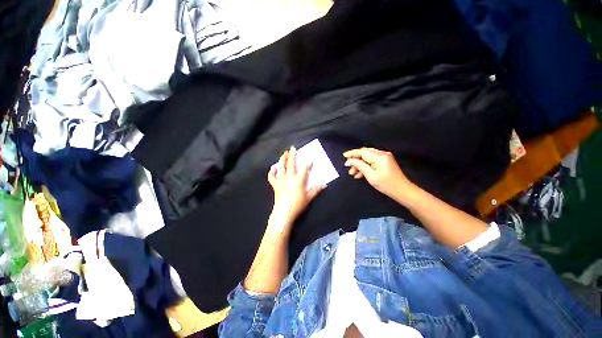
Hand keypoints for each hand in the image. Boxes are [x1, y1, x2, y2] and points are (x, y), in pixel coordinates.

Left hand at [268, 146, 324, 230]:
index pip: (304, 169)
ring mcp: (281, 180)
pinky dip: (272, 171)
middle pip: (291, 163)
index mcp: (299, 180)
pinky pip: (271, 176)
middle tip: (293, 148)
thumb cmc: (297, 205)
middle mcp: (289, 177)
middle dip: (292, 155)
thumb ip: (316, 190)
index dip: (307, 163)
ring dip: (283, 159)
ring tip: (284, 153)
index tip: (309, 160)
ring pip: (281, 166)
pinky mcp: (275, 184)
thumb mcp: (308, 198)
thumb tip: (324, 185)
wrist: (283, 213)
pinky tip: (274, 168)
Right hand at [343, 148, 412, 198]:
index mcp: (379, 157)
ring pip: (367, 158)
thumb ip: (359, 165)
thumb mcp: (370, 175)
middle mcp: (382, 154)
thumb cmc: (387, 184)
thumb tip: (350, 160)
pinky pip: (372, 161)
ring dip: (359, 164)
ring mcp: (384, 158)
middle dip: (355, 160)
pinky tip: (360, 173)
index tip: (344, 156)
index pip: (362, 152)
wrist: (402, 191)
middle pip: (364, 153)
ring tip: (353, 173)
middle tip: (348, 168)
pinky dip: (365, 166)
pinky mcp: (385, 162)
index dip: (352, 153)